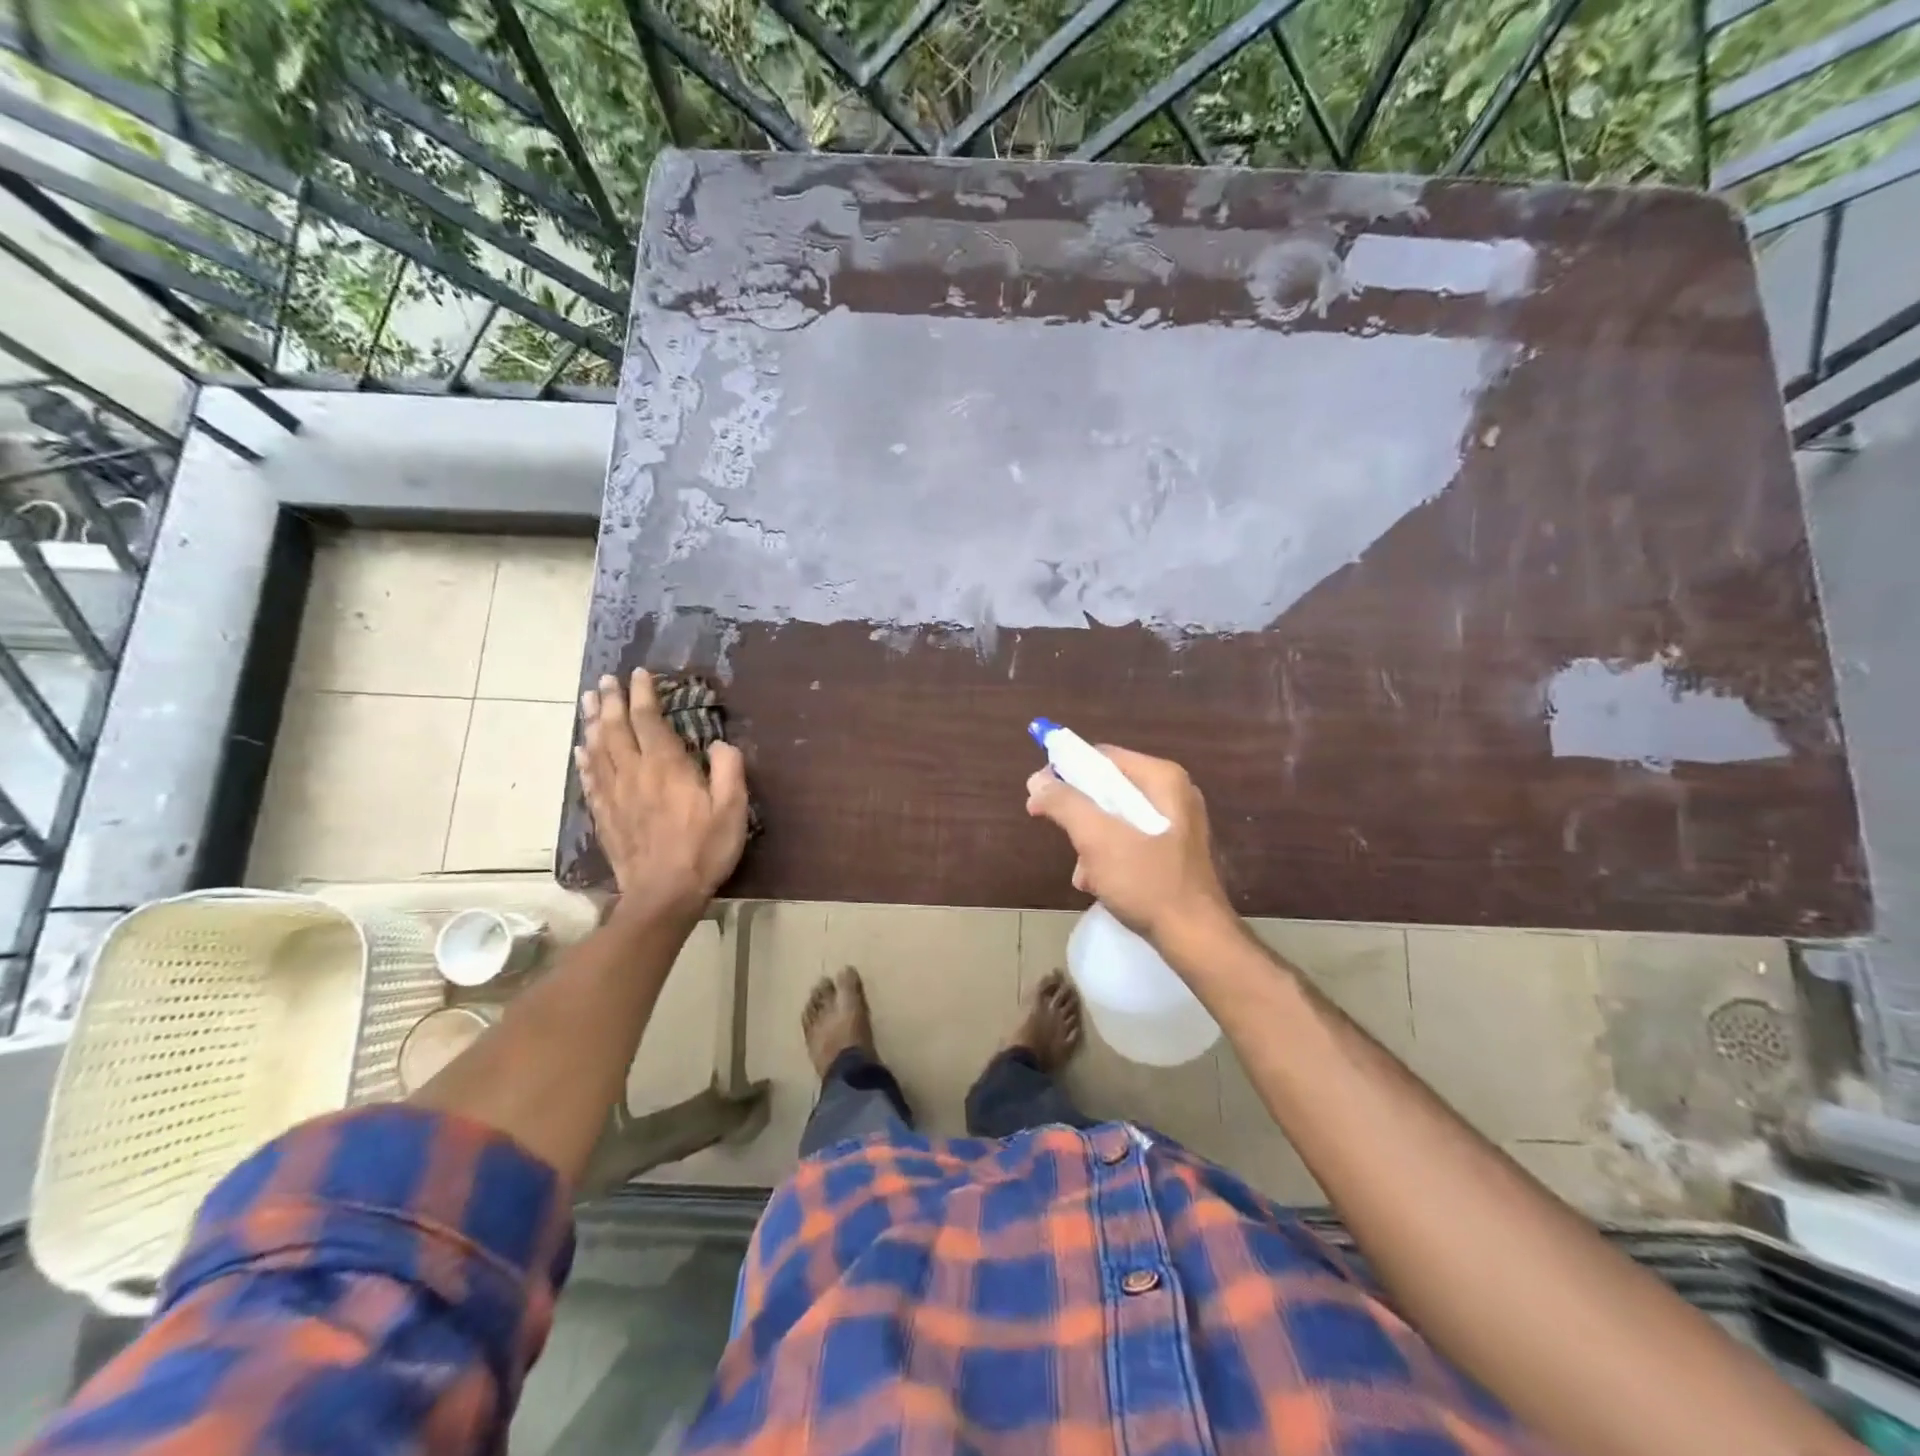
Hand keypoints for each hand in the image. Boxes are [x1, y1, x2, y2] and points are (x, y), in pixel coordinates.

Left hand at [576, 670, 747, 919]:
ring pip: (598, 749)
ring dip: (593, 722)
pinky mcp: (605, 816)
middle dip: (612, 701)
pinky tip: (582, 749)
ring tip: (589, 702)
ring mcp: (614, 795)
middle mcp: (634, 773)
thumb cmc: (704, 850)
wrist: (662, 895)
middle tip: (606, 680)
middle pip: (616, 729)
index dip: (643, 694)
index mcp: (666, 767)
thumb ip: (729, 770)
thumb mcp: (732, 809)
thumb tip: (719, 744)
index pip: (649, 720)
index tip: (639, 673)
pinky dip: (585, 759)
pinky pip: (590, 779)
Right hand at [1025, 745, 1231, 946]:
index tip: (1039, 794)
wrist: (1196, 939)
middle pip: (1107, 789)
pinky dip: (1109, 858)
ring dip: (1090, 844)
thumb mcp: (1098, 839)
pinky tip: (1098, 884)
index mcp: (1162, 778)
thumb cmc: (1148, 882)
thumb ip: (1065, 804)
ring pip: (1115, 818)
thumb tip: (1037, 781)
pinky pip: (1129, 841)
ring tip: (1084, 874)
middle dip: (1079, 816)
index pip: (1102, 757)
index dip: (1065, 771)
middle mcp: (1173, 794)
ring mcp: (1176, 824)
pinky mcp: (1173, 852)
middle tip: (1063, 838)